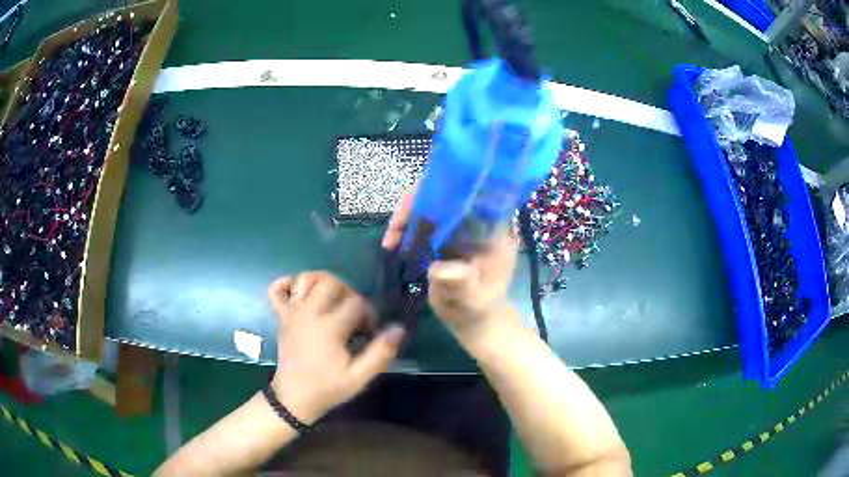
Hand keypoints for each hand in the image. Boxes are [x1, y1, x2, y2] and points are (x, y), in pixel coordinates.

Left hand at [267, 272, 404, 422]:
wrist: (293, 398)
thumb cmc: (327, 388)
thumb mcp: (359, 378)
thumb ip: (380, 353)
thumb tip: (398, 328)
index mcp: (329, 327)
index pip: (357, 302)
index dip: (369, 313)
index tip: (370, 330)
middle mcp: (309, 313)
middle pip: (330, 282)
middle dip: (347, 291)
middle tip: (352, 312)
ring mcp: (292, 313)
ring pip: (305, 279)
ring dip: (321, 282)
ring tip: (332, 299)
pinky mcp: (281, 317)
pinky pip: (276, 290)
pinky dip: (286, 284)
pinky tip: (299, 293)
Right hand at [382, 187, 519, 342]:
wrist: (475, 319)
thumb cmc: (477, 310)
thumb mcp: (471, 301)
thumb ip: (460, 285)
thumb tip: (439, 269)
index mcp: (493, 230)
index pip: (472, 193)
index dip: (444, 191)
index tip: (417, 207)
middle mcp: (478, 221)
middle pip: (446, 193)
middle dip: (416, 204)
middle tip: (395, 228)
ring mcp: (461, 226)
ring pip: (431, 204)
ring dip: (406, 217)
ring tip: (390, 241)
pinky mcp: (446, 234)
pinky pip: (423, 220)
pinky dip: (406, 228)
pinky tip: (393, 244)